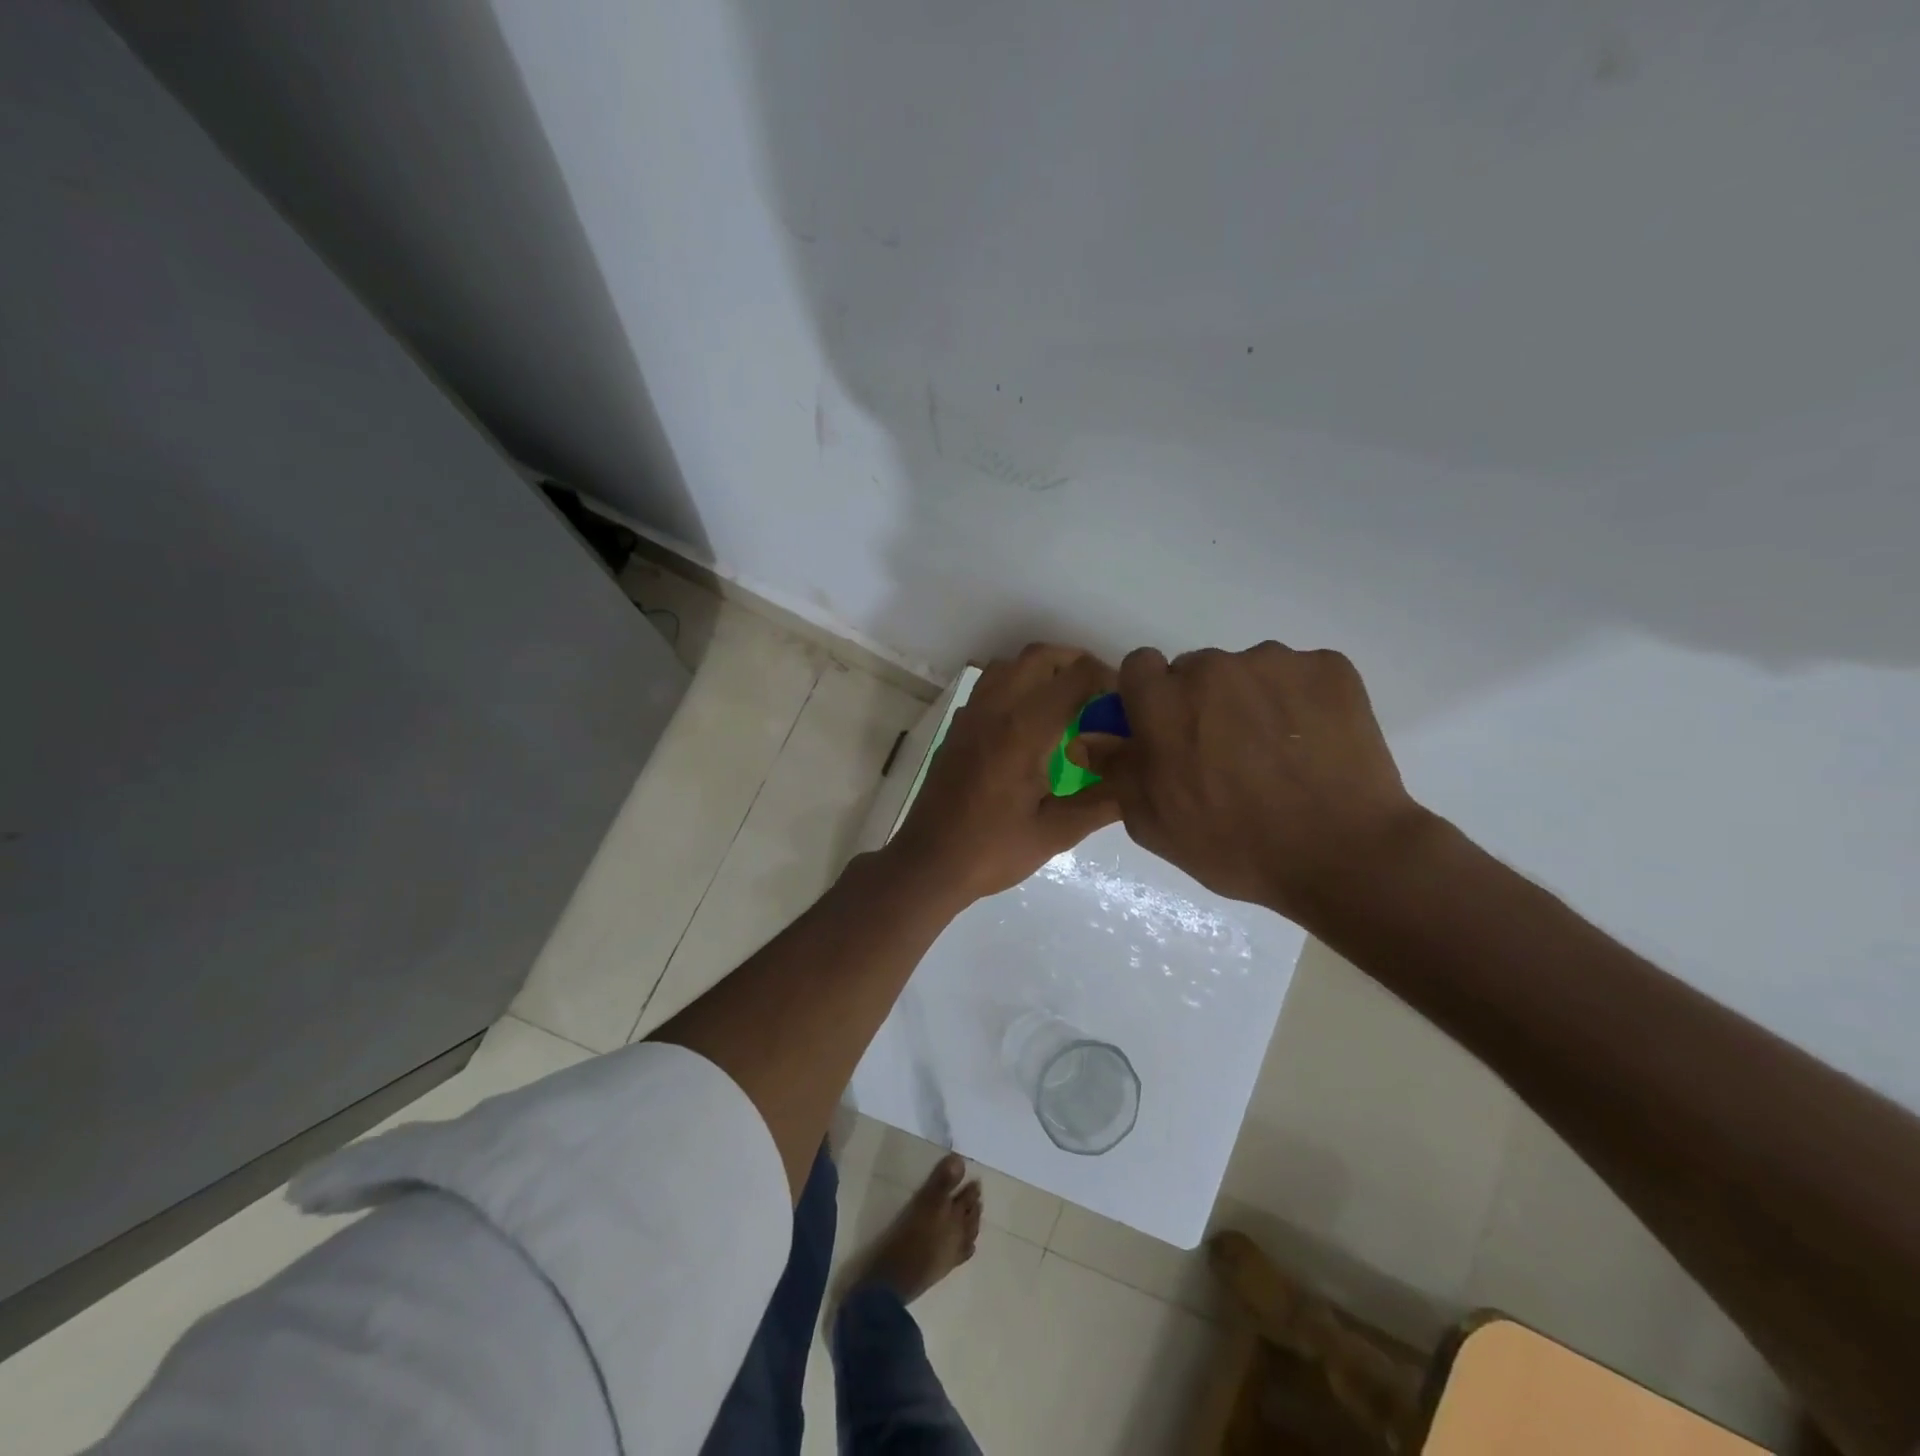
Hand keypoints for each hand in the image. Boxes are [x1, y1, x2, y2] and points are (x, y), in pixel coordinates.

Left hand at [887, 644, 1120, 905]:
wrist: (929, 862)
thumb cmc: (992, 850)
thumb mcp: (1056, 833)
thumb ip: (1101, 802)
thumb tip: (1137, 780)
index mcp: (1023, 730)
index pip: (1074, 678)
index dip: (1106, 678)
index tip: (1124, 700)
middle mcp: (995, 710)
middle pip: (1038, 656)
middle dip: (1075, 663)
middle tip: (1099, 692)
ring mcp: (971, 715)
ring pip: (1009, 665)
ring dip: (1042, 670)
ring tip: (1066, 701)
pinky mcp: (957, 727)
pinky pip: (989, 686)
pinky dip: (1016, 685)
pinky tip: (1029, 722)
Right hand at [1074, 643, 1430, 923]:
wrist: (1341, 854)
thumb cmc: (1233, 845)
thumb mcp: (1154, 822)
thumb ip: (1117, 770)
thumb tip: (1087, 738)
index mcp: (1164, 701)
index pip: (1140, 666)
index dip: (1149, 696)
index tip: (1167, 729)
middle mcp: (1213, 668)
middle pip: (1196, 670)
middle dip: (1201, 702)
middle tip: (1226, 752)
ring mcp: (1276, 663)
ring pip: (1249, 671)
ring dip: (1251, 700)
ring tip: (1278, 754)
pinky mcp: (1330, 668)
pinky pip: (1300, 675)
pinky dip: (1301, 702)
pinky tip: (1313, 746)